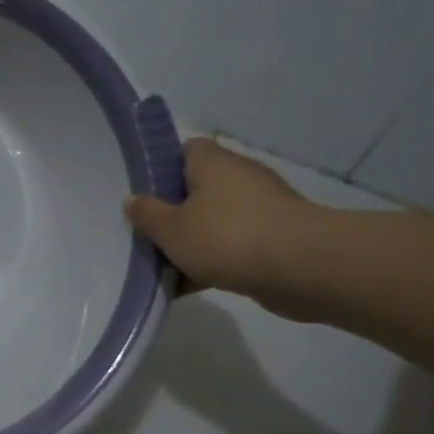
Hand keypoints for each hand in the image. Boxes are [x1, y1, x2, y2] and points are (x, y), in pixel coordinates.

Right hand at [123, 138, 322, 317]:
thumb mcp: (171, 229)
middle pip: (197, 188)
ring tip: (161, 263)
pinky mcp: (273, 237)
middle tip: (145, 232)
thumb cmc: (226, 237)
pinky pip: (231, 245)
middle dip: (172, 210)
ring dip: (191, 239)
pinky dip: (211, 260)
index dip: (162, 167)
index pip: (186, 149)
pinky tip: (186, 284)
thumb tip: (132, 200)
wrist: (300, 267)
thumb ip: (147, 215)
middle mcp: (238, 178)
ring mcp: (260, 208)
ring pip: (213, 219)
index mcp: (213, 164)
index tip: (142, 192)